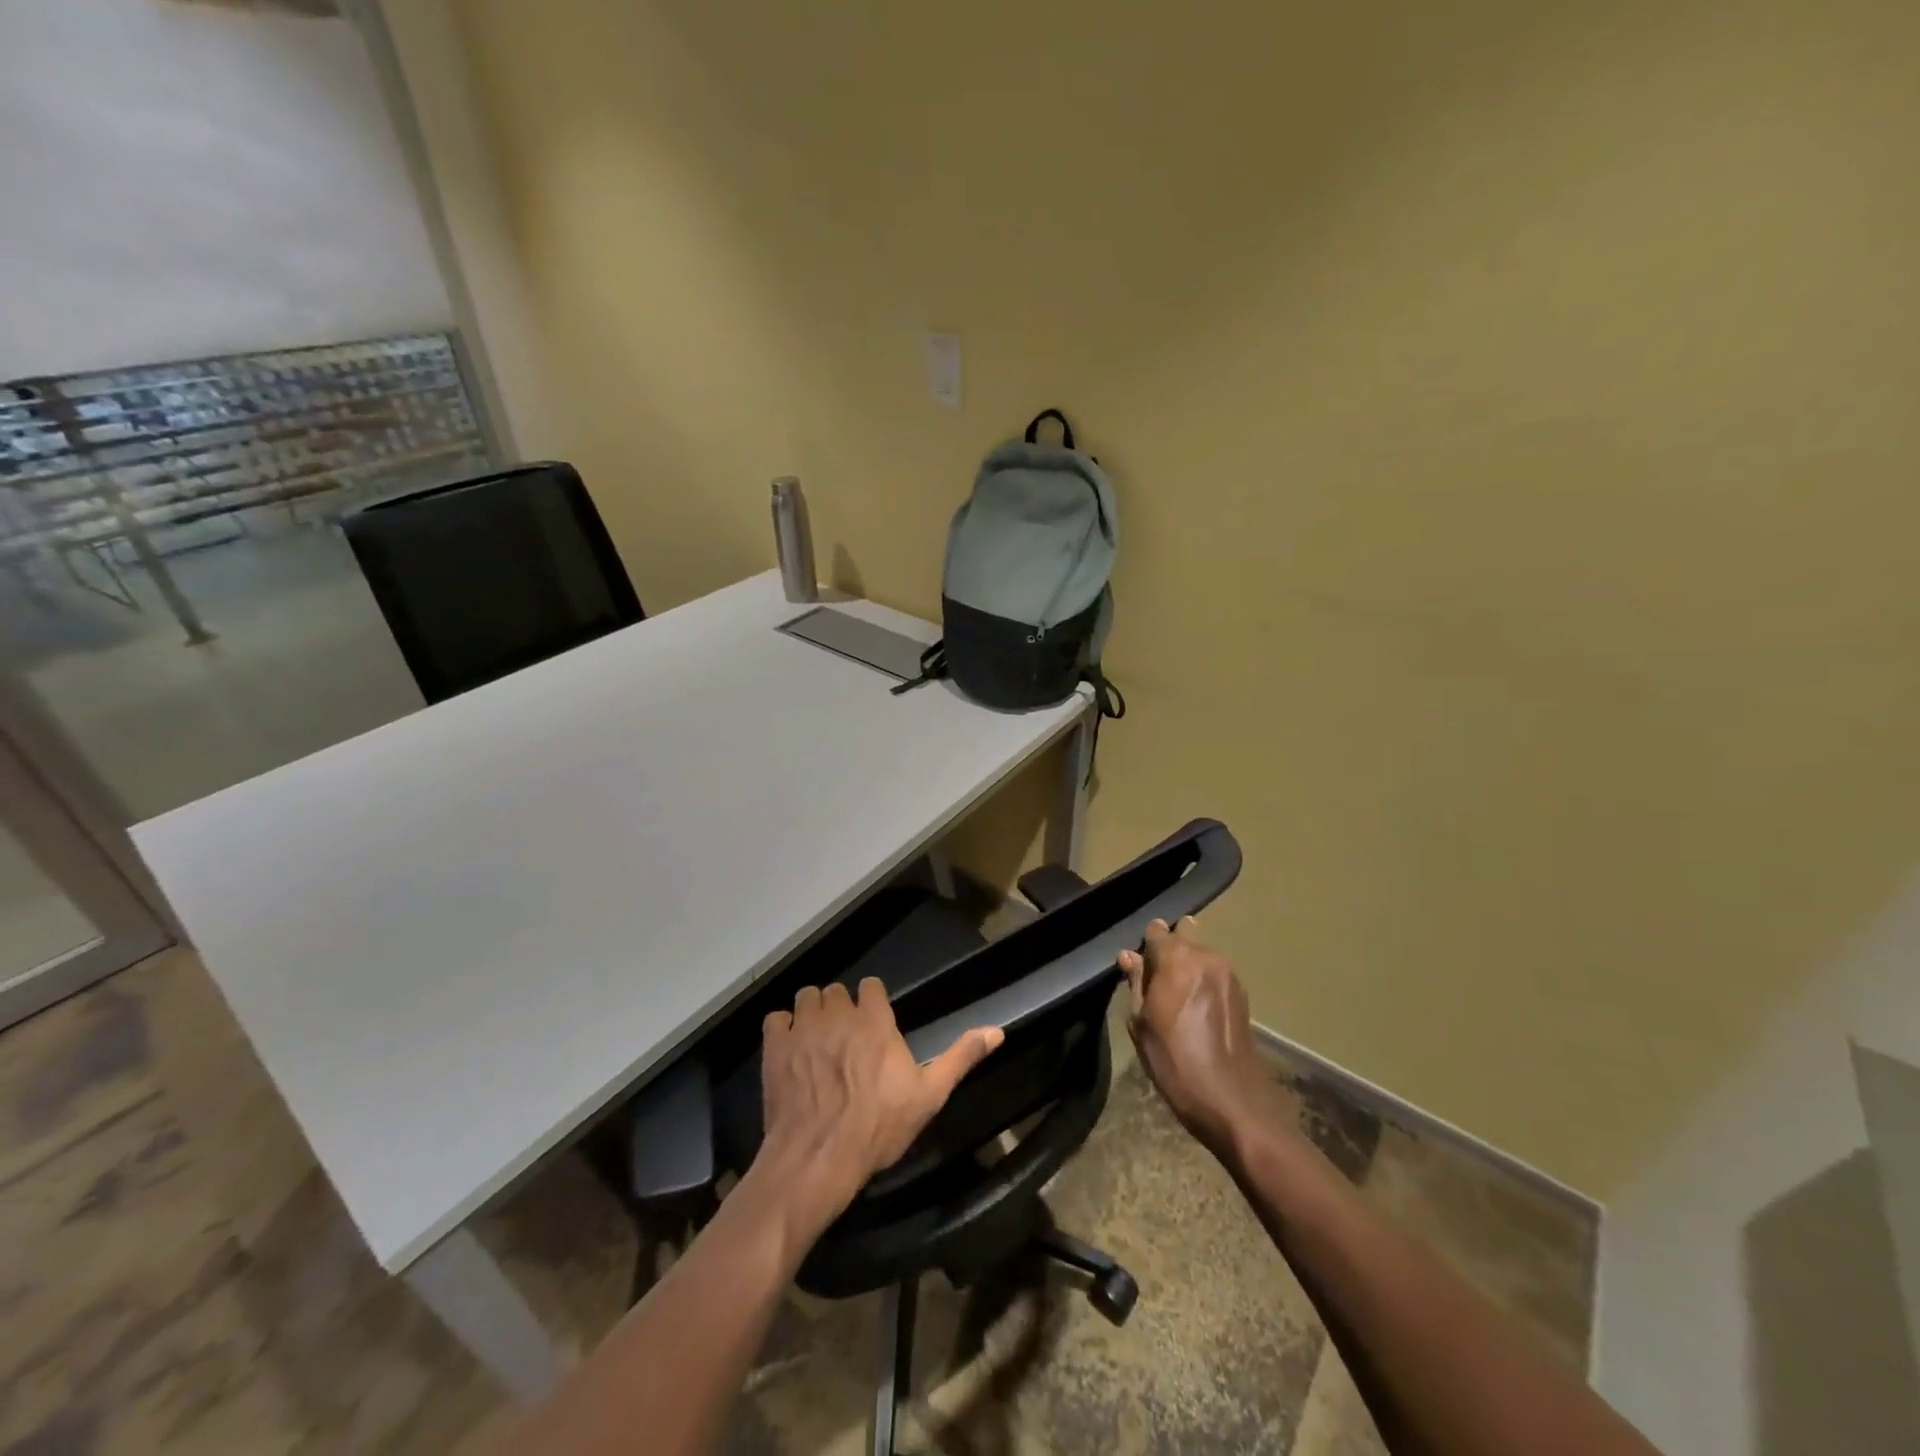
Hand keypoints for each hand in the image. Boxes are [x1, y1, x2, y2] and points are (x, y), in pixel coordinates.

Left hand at [759, 978, 1003, 1228]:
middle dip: (841, 1008)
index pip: (871, 985)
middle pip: (836, 991)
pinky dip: (782, 1029)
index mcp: (875, 1020)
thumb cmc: (878, 1127)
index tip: (873, 1023)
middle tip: (844, 1038)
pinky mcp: (775, 1046)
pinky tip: (790, 1049)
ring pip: (806, 997)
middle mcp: (839, 1013)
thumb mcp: (929, 1095)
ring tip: (816, 1040)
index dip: (871, 1002)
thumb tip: (998, 1030)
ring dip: (812, 1012)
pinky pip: (776, 1019)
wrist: (818, 1158)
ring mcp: (804, 1027)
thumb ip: (961, 1057)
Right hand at [1118, 917, 1272, 1155]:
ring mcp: (1229, 973)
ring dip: (1188, 967)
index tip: (1139, 965)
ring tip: (1177, 999)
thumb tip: (1128, 956)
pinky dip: (1204, 982)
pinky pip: (1215, 974)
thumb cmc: (1173, 1060)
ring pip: (1201, 956)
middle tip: (1157, 983)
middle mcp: (1206, 956)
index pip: (1157, 930)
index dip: (1146, 944)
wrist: (1230, 1100)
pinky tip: (1196, 1010)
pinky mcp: (1242, 993)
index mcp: (1177, 958)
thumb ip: (1136, 982)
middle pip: (1183, 937)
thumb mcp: (1140, 1022)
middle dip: (1170, 952)